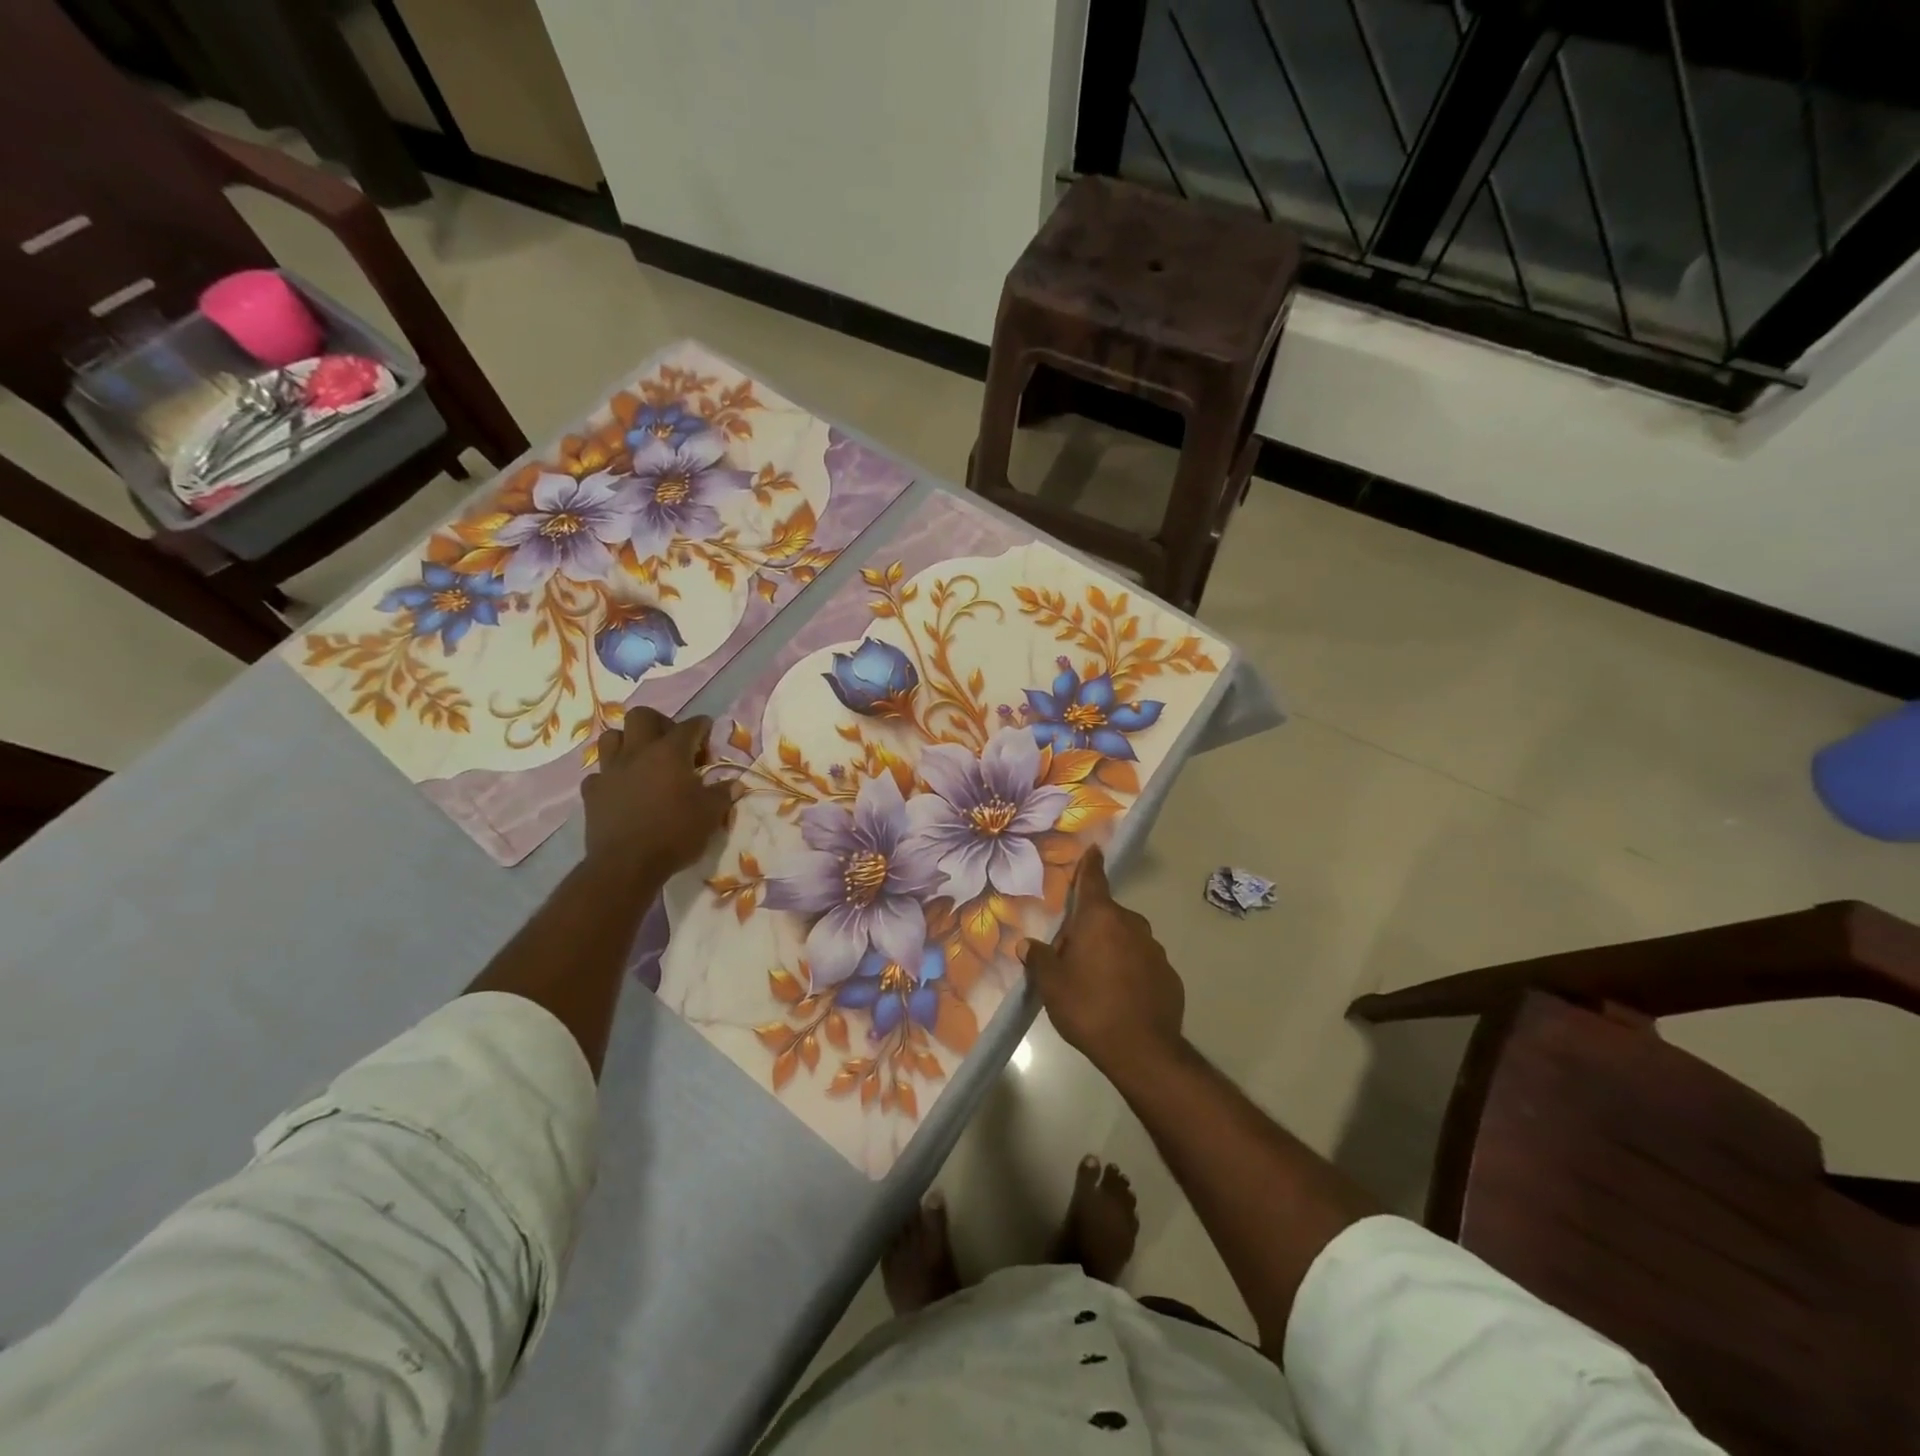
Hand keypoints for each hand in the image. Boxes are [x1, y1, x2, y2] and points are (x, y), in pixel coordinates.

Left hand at [582, 708, 732, 882]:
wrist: (627, 864)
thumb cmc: (675, 834)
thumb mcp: (710, 815)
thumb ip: (723, 794)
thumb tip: (735, 783)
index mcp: (670, 753)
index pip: (689, 726)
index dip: (701, 726)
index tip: (708, 730)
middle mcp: (638, 752)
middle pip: (641, 716)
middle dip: (659, 722)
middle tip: (671, 741)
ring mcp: (610, 771)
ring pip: (611, 737)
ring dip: (627, 742)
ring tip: (641, 758)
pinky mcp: (592, 793)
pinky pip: (599, 774)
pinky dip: (610, 776)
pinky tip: (621, 788)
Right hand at [1021, 847, 1185, 1082]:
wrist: (1143, 1050)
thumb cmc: (1089, 1007)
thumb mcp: (1052, 984)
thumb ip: (1039, 958)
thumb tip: (1027, 944)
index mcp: (1100, 918)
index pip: (1093, 880)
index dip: (1090, 865)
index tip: (1094, 849)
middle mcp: (1131, 924)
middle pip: (1106, 915)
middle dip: (1090, 927)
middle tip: (1071, 956)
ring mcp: (1154, 949)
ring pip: (1126, 939)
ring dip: (1111, 949)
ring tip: (1095, 981)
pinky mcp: (1169, 975)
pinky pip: (1142, 963)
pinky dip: (1131, 971)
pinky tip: (1120, 997)